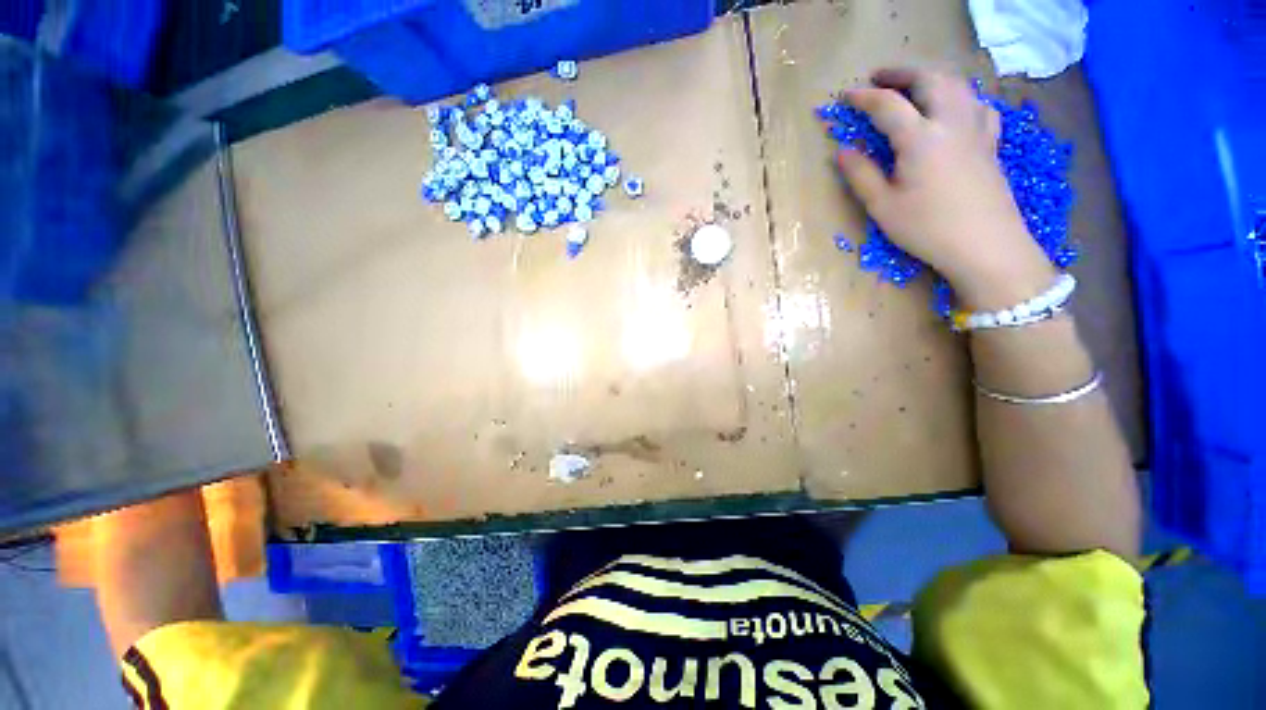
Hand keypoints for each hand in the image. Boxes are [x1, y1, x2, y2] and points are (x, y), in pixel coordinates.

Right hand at [837, 69, 1055, 308]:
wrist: (985, 245)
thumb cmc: (927, 229)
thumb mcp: (883, 207)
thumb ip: (861, 175)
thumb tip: (842, 151)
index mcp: (921, 138)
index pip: (888, 105)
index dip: (864, 97)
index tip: (846, 96)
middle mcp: (951, 122)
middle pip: (930, 79)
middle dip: (902, 73)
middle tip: (879, 77)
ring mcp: (976, 130)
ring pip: (957, 85)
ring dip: (932, 77)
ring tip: (913, 85)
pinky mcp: (989, 143)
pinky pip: (978, 105)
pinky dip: (961, 96)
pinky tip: (954, 107)